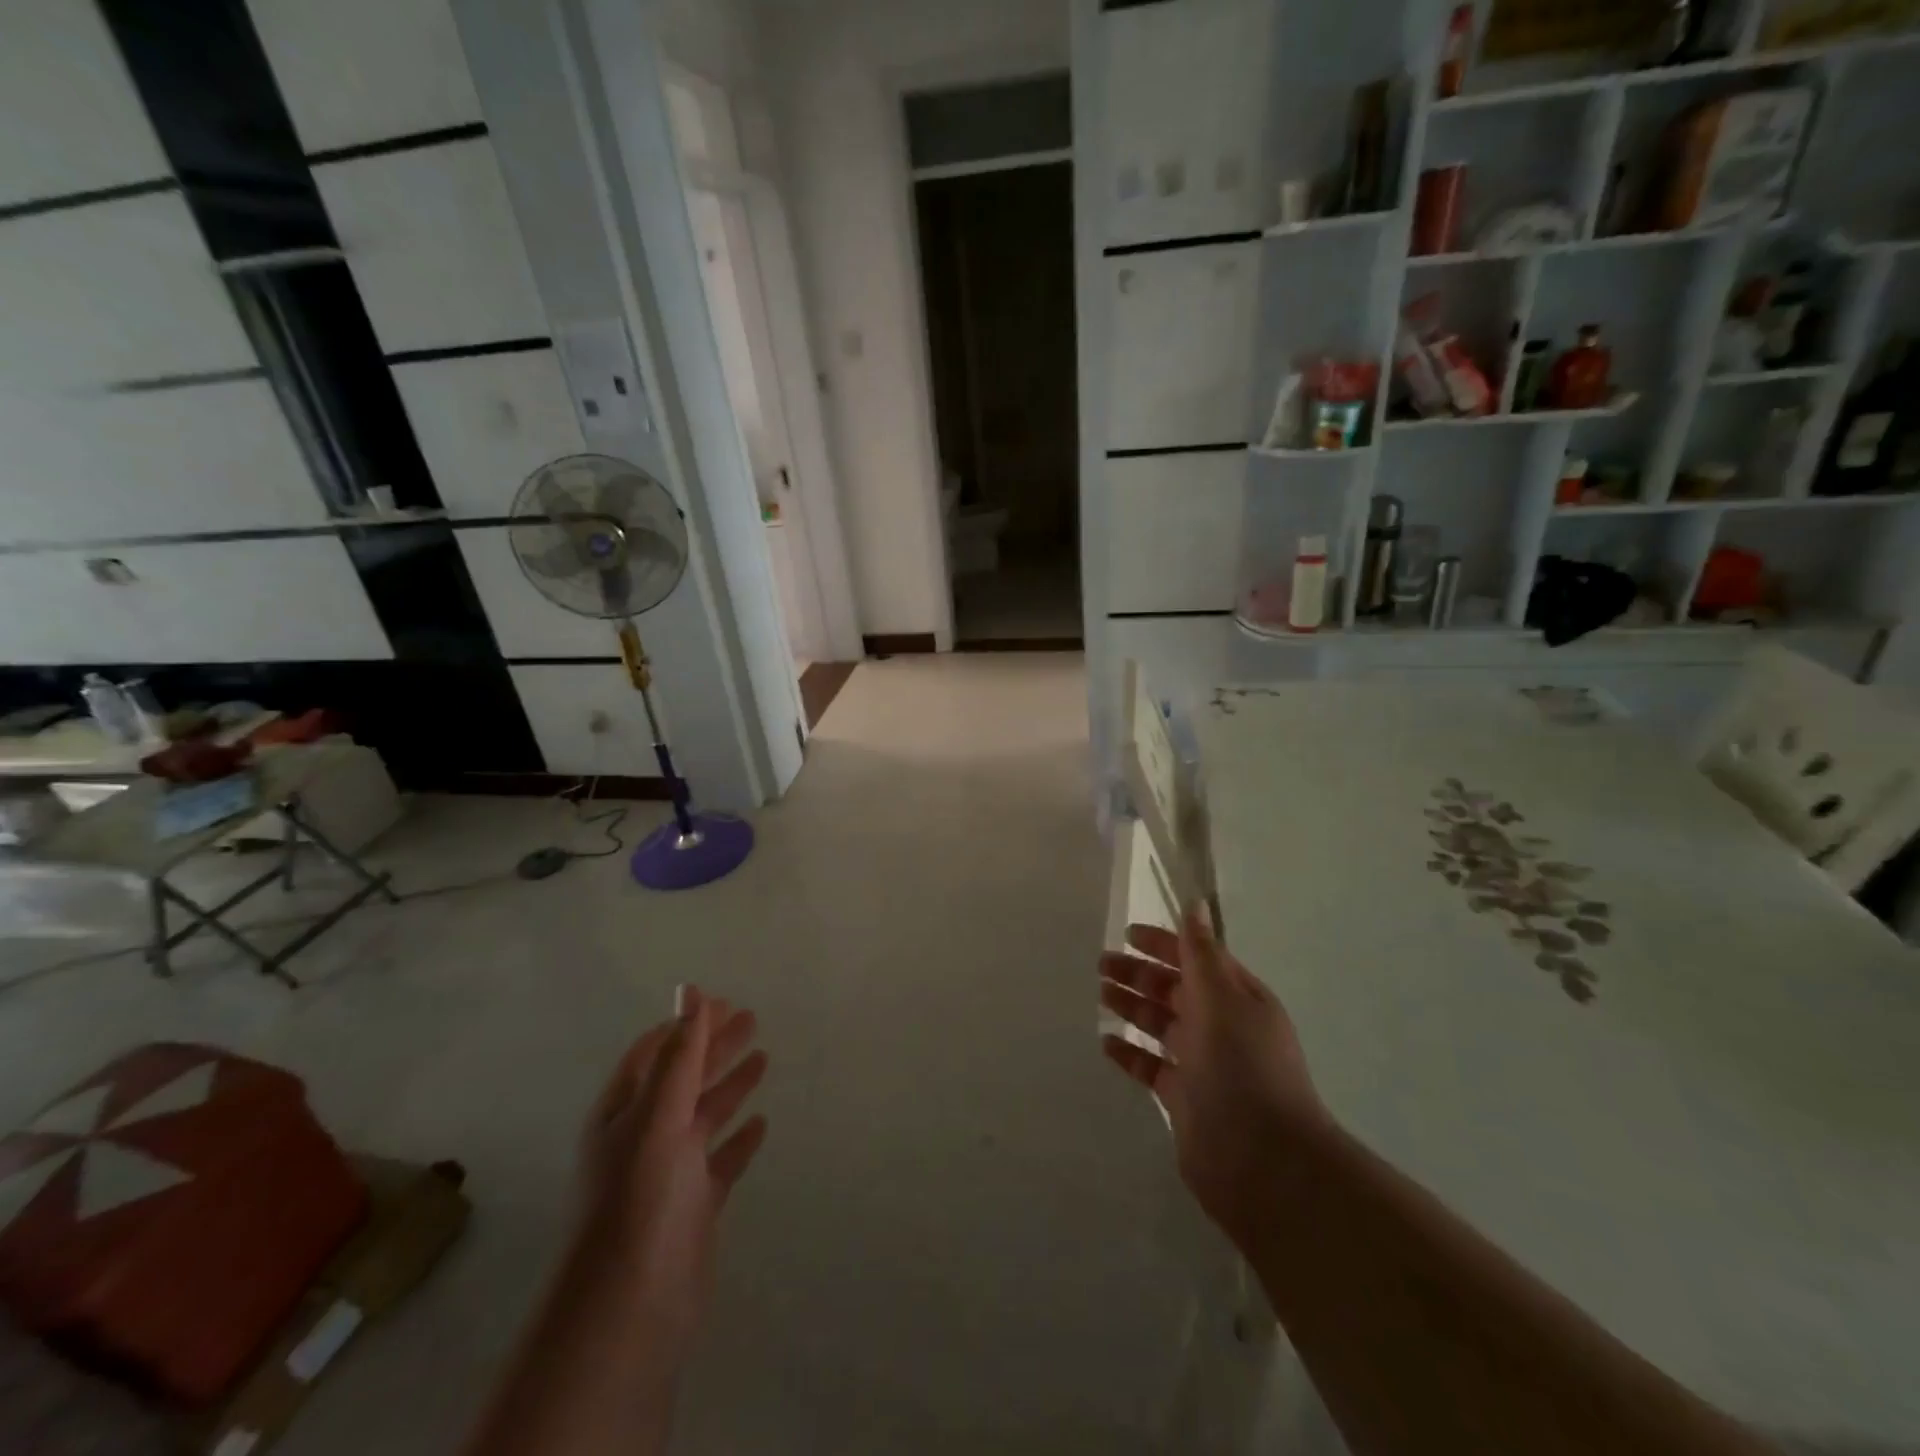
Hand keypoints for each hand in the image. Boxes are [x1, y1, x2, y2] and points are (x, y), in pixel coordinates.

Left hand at [575, 985, 768, 1355]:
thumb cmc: (641, 1196)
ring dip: (730, 1084)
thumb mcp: (659, 1114)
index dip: (687, 1024)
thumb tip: (691, 991)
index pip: (656, 1052)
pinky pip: (722, 1158)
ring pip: (705, 1114)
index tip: (721, 1001)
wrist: (632, 1303)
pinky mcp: (695, 1202)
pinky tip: (761, 1124)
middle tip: (752, 1018)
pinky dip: (740, 1138)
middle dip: (715, 1046)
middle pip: (685, 1077)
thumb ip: (680, 1053)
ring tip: (763, 1057)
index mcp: (625, 1111)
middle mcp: (646, 1134)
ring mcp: (672, 1170)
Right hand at [1100, 908, 1326, 1248]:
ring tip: (1100, 993)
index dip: (1164, 943)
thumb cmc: (1243, 1067)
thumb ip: (1201, 952)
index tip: (1127, 933)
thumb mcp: (1222, 998)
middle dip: (1141, 974)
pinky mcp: (1185, 1099)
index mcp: (1238, 998)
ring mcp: (1203, 1065)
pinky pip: (1152, 1067)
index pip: (1197, 958)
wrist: (1264, 1160)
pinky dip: (1130, 1053)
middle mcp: (1222, 1027)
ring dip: (1132, 1007)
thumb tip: (1195, 904)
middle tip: (1101, 964)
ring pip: (1161, 1025)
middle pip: (1175, 990)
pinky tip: (1106, 1043)